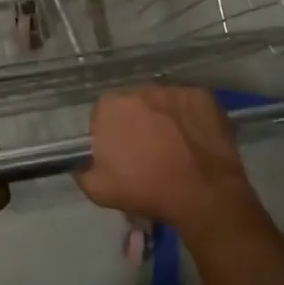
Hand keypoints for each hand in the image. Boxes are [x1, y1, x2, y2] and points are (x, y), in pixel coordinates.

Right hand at [75, 88, 266, 244]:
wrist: (203, 194)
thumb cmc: (147, 190)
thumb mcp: (98, 191)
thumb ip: (82, 169)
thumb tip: (80, 162)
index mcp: (110, 107)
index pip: (103, 115)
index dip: (112, 135)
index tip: (122, 153)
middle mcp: (139, 90)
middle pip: (133, 105)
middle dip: (138, 122)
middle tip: (149, 150)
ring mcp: (173, 90)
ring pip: (162, 102)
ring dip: (164, 118)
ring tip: (176, 145)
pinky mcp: (202, 95)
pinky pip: (189, 103)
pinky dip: (190, 117)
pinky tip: (195, 139)